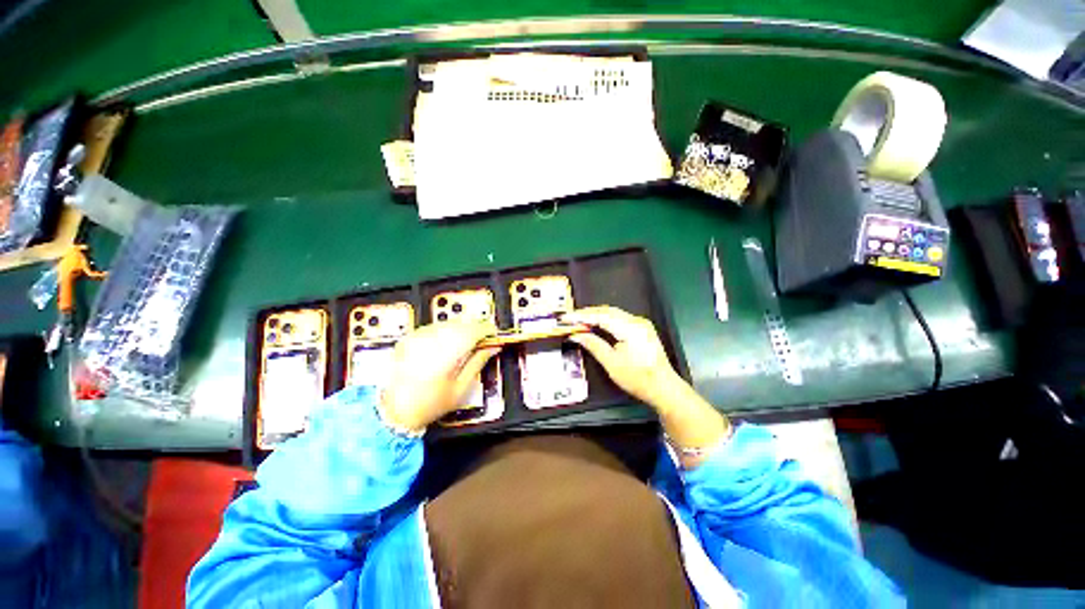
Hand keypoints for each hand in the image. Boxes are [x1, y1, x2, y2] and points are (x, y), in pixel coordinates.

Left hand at [380, 320, 499, 431]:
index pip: (473, 331)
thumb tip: (492, 348)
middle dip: (475, 328)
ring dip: (462, 328)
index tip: (493, 334)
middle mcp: (430, 342)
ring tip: (467, 342)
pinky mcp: (409, 338)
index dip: (487, 330)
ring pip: (448, 322)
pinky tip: (449, 342)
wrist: (393, 412)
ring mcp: (417, 338)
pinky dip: (446, 330)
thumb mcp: (460, 388)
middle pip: (461, 323)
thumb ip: (478, 363)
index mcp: (445, 355)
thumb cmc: (427, 405)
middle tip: (483, 339)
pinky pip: (434, 326)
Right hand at [563, 306, 685, 412]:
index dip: (581, 316)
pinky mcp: (641, 329)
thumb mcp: (611, 363)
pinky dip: (605, 320)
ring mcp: (640, 324)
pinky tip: (596, 324)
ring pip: (612, 313)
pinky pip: (619, 318)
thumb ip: (593, 345)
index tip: (566, 318)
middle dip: (587, 314)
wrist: (664, 388)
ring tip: (578, 320)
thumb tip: (576, 335)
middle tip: (570, 318)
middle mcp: (636, 321)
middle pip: (606, 311)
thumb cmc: (638, 378)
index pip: (600, 316)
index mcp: (630, 328)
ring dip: (595, 316)